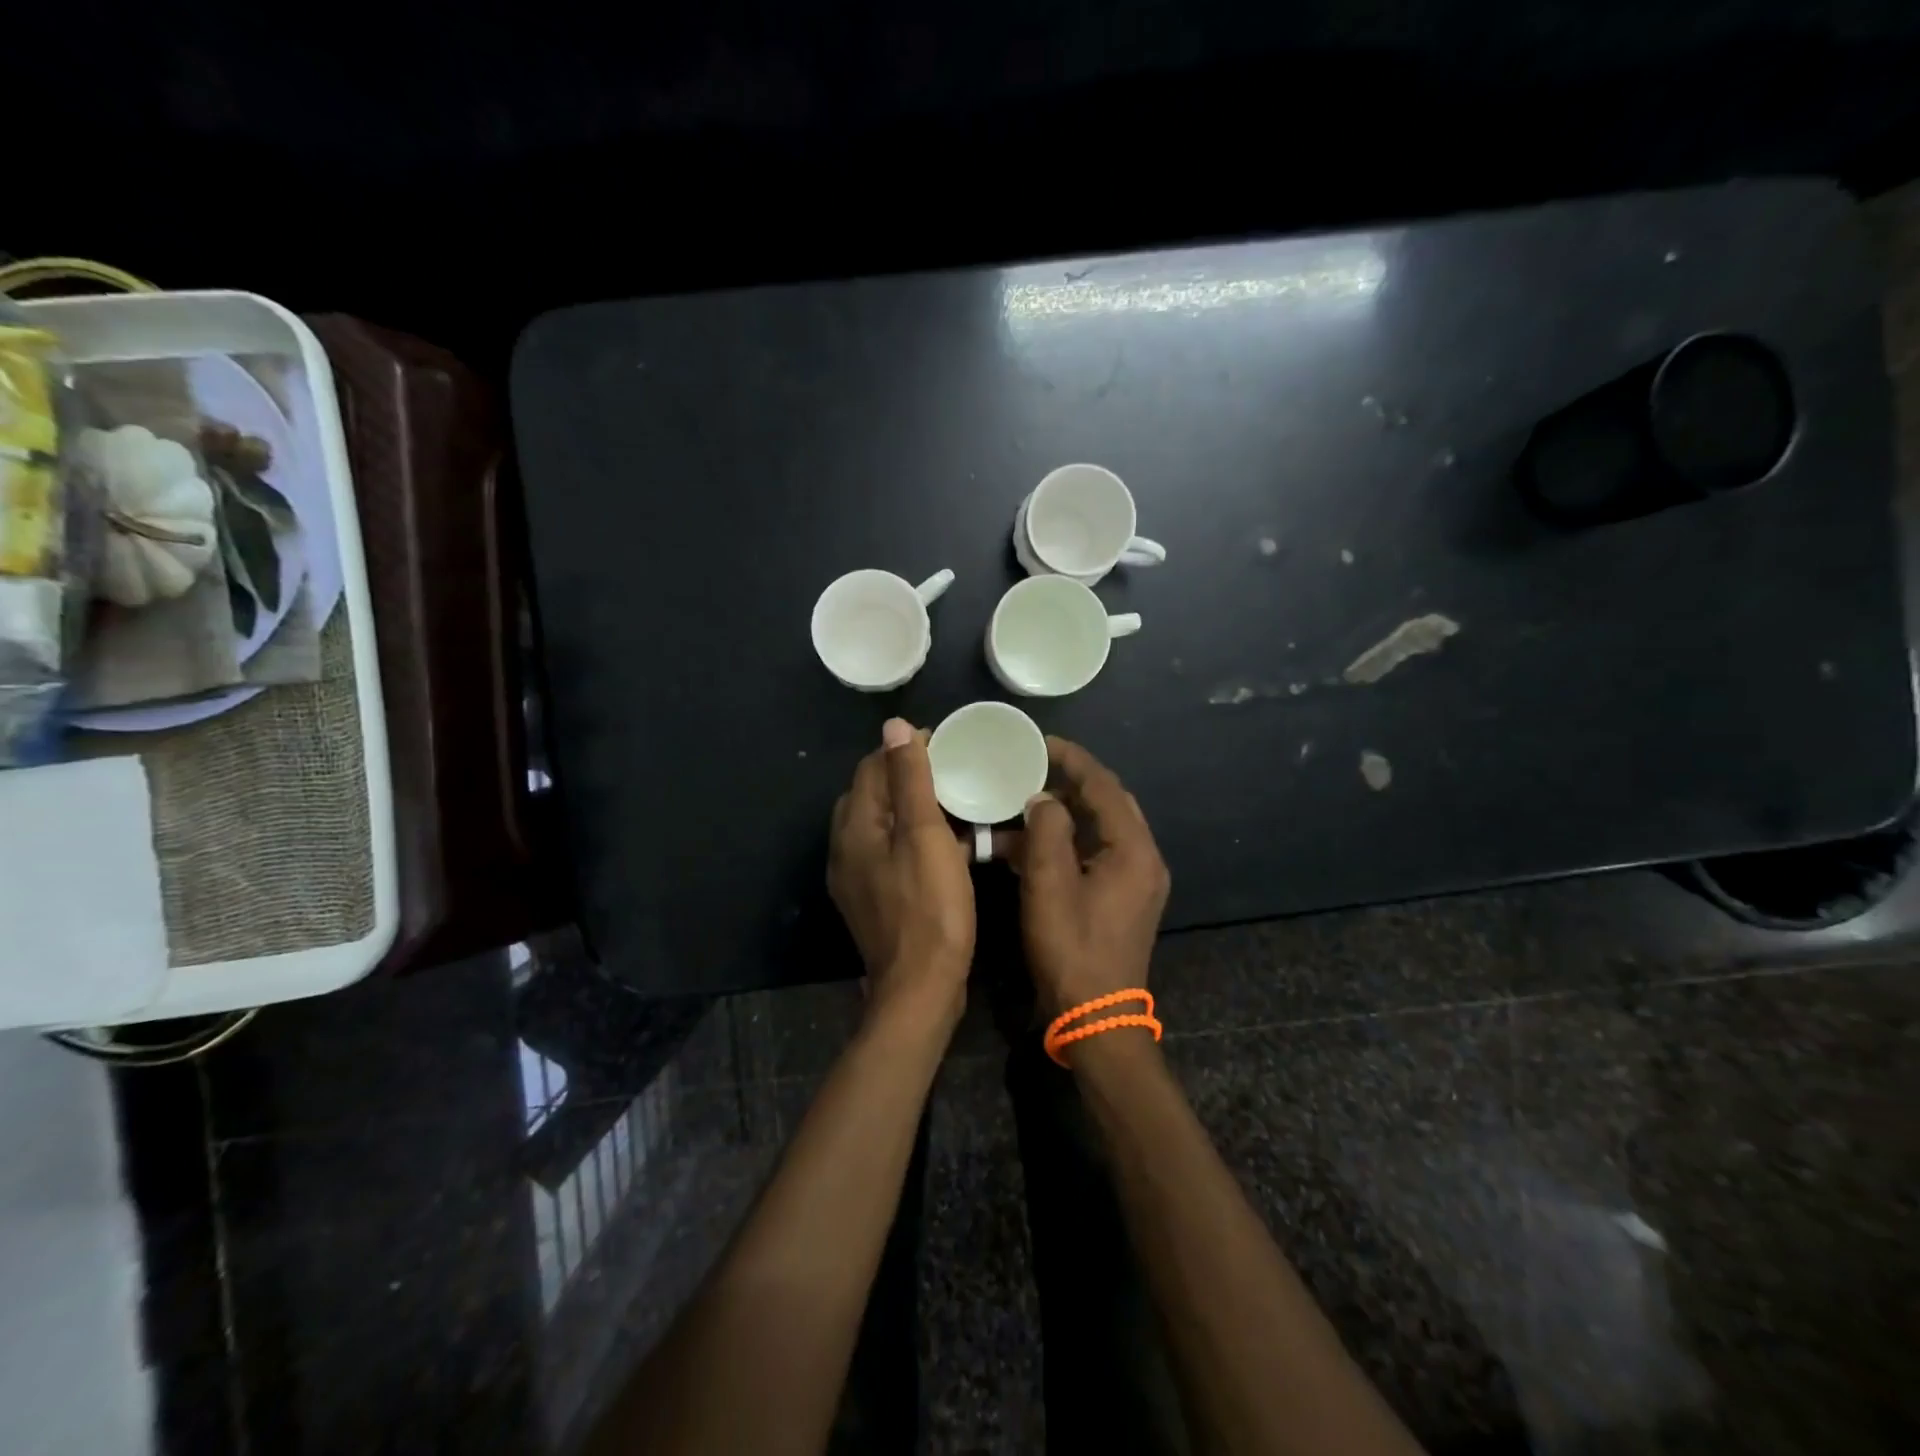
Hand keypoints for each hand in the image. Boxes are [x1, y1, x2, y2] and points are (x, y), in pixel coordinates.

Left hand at [829, 718, 974, 1031]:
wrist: (921, 989)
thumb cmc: (929, 908)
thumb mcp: (925, 836)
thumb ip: (910, 779)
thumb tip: (894, 725)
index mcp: (854, 828)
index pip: (872, 769)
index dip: (905, 749)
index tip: (945, 743)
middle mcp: (846, 848)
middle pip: (873, 795)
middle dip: (908, 776)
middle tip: (952, 770)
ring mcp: (857, 877)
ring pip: (884, 825)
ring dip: (915, 809)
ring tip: (955, 802)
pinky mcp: (875, 899)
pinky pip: (892, 853)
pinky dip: (916, 840)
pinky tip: (951, 845)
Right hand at [1019, 737, 1170, 1017]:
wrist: (1097, 1018)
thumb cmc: (1072, 949)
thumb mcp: (1049, 885)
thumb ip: (1047, 831)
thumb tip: (1043, 798)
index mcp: (1133, 850)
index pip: (1104, 786)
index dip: (1073, 759)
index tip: (1041, 742)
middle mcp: (1143, 859)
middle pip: (1109, 804)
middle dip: (1071, 782)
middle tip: (1032, 768)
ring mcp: (1135, 881)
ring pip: (1101, 830)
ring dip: (1066, 814)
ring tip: (1025, 801)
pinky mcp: (1123, 899)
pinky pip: (1096, 855)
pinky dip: (1067, 844)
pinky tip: (1030, 845)